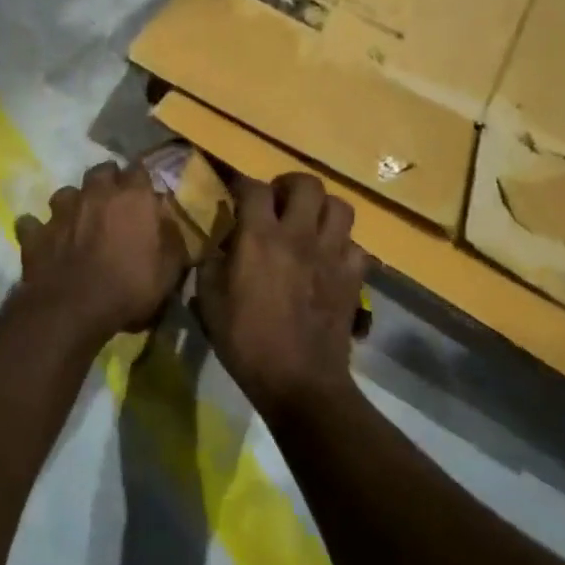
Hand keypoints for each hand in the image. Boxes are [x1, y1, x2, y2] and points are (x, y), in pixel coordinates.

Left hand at [14, 162, 190, 342]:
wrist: (73, 309)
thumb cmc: (130, 287)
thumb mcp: (169, 269)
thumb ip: (171, 238)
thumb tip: (167, 220)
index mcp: (132, 197)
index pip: (140, 170)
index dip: (142, 181)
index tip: (145, 194)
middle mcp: (95, 193)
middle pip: (102, 171)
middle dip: (108, 181)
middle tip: (114, 202)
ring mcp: (61, 211)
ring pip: (66, 192)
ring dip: (74, 202)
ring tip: (78, 220)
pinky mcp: (35, 232)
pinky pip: (32, 223)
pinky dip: (39, 229)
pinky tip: (44, 240)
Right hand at [197, 173, 368, 417]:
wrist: (299, 381)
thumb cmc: (247, 342)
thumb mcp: (209, 303)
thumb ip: (211, 265)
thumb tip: (218, 247)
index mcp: (260, 238)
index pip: (255, 188)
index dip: (243, 184)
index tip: (237, 194)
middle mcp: (300, 235)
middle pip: (307, 184)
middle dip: (290, 186)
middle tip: (278, 204)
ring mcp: (332, 254)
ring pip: (340, 206)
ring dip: (322, 209)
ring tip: (308, 224)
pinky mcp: (354, 276)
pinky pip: (355, 245)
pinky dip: (343, 246)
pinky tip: (329, 260)